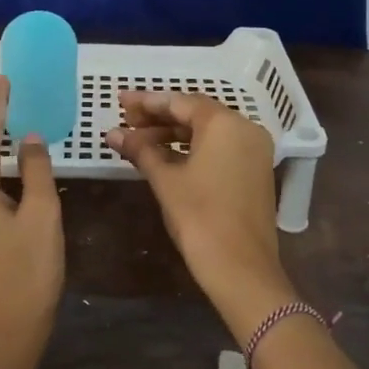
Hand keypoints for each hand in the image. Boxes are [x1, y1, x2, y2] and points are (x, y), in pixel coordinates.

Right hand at [104, 90, 290, 337]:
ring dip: (173, 134)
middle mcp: (245, 129)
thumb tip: (114, 133)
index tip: (120, 101)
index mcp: (225, 123)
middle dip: (159, 117)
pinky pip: (220, 148)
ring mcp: (254, 150)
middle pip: (196, 114)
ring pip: (208, 132)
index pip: (180, 102)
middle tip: (126, 120)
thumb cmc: (199, 217)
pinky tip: (165, 156)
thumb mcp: (165, 180)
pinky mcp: (255, 171)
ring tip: (139, 140)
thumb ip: (140, 150)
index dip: (147, 102)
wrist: (241, 268)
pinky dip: (192, 148)